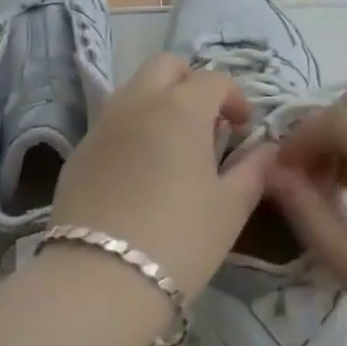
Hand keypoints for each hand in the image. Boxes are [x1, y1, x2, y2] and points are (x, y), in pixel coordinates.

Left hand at [50, 54, 272, 300]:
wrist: (99, 279)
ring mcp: (103, 123)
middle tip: (205, 121)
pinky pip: (112, 121)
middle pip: (166, 66)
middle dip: (190, 82)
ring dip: (158, 101)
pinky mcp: (79, 150)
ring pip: (134, 89)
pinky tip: (139, 171)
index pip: (213, 80)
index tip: (242, 129)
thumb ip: (253, 171)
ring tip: (172, 145)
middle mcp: (138, 102)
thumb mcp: (229, 209)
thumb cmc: (179, 239)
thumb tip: (267, 150)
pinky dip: (132, 128)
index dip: (234, 98)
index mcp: (180, 108)